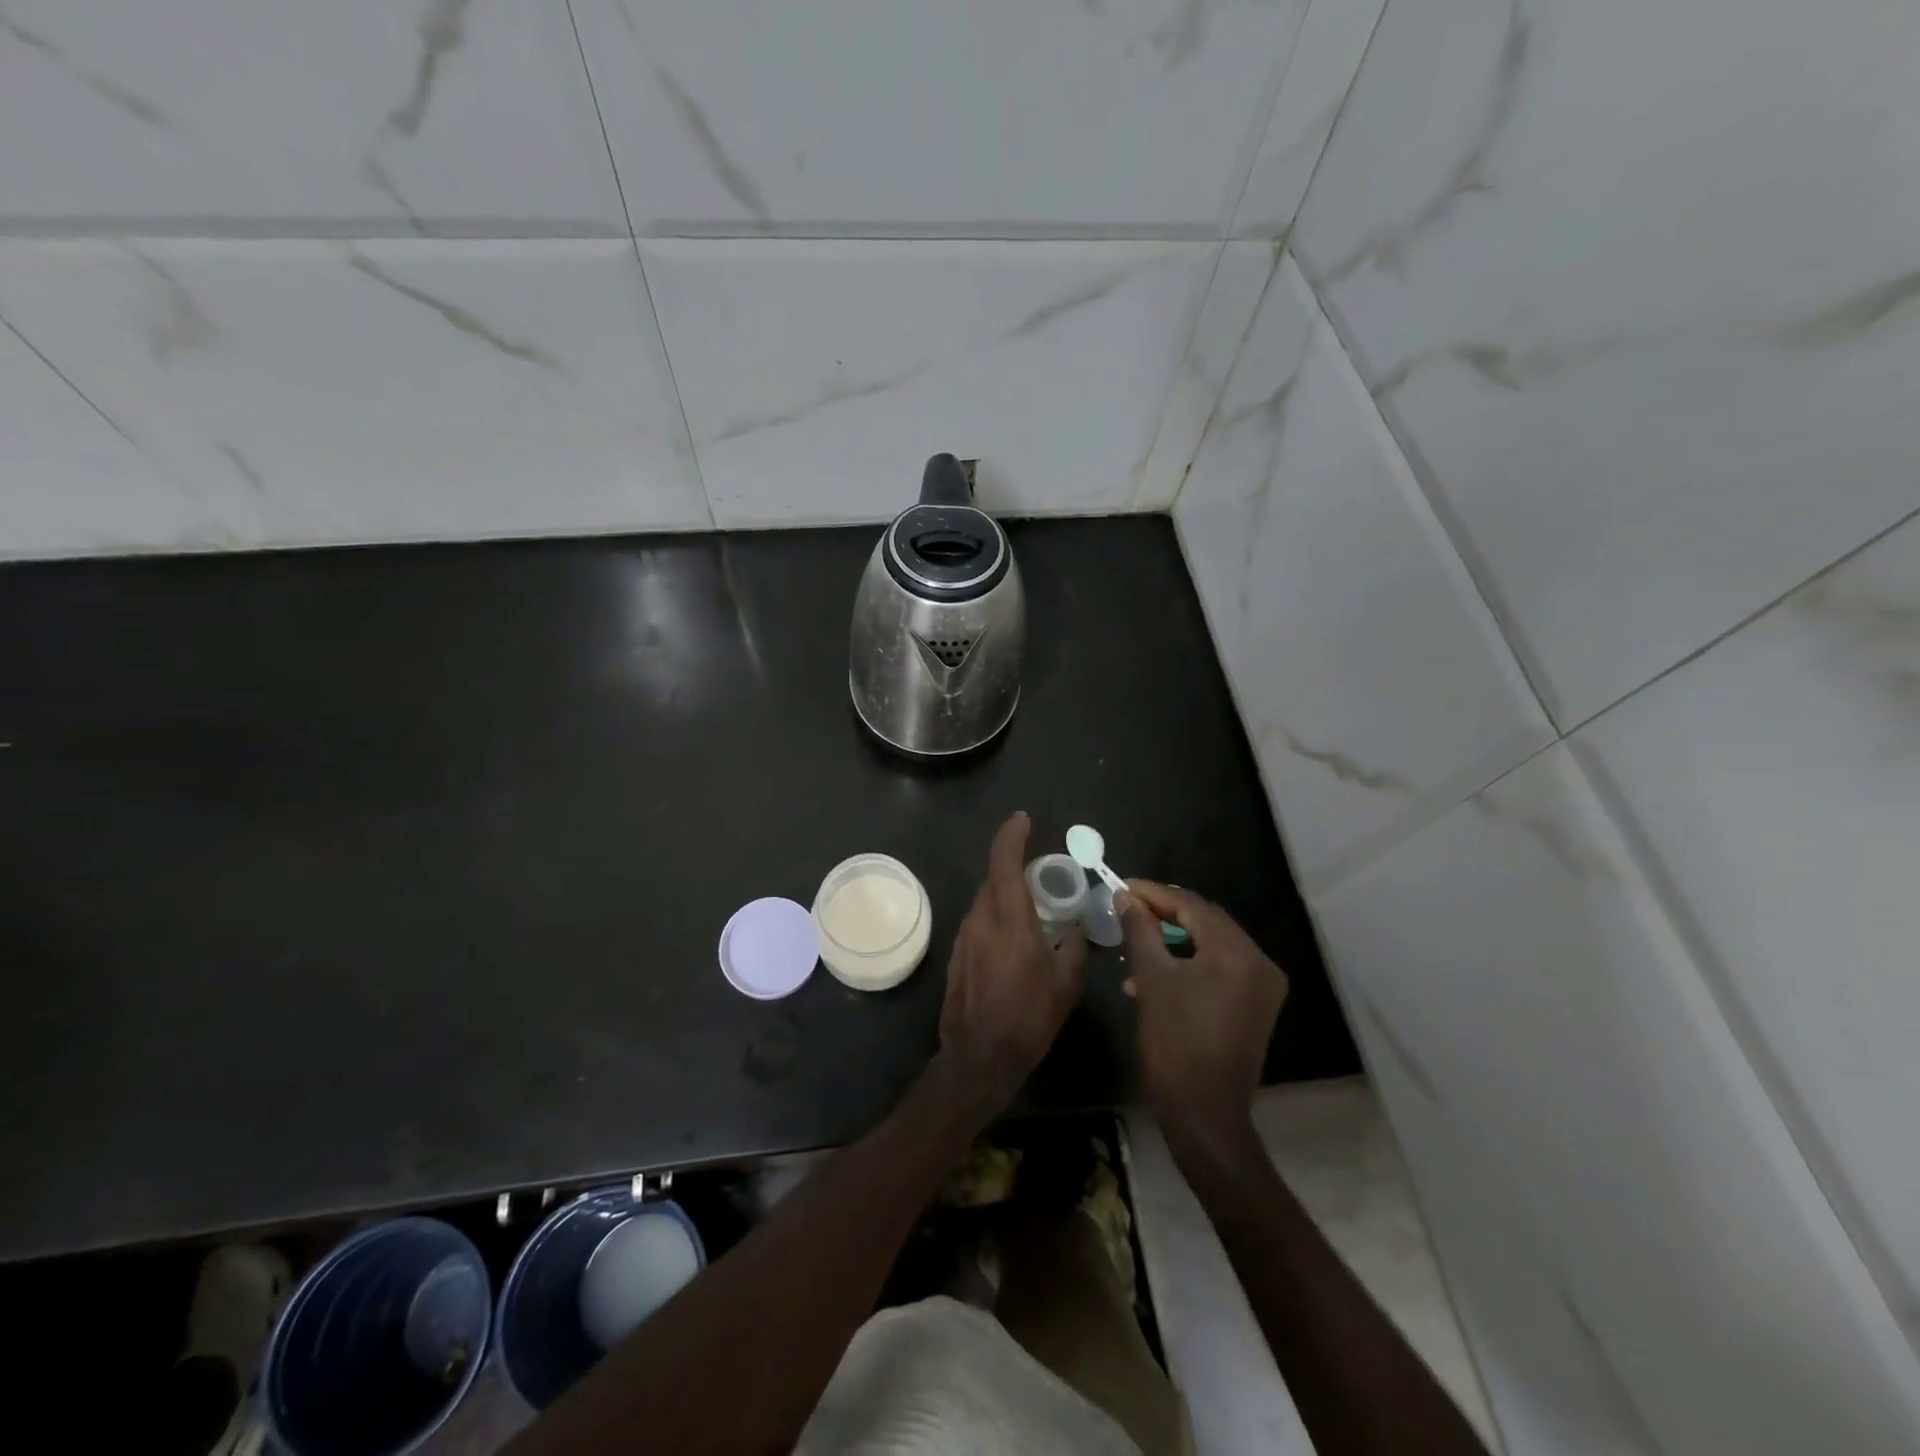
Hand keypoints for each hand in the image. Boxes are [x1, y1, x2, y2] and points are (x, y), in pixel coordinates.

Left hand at [939, 811, 1087, 1110]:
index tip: (1022, 819)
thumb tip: (1076, 928)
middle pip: (994, 878)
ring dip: (1005, 895)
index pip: (1004, 861)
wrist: (979, 1056)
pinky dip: (996, 917)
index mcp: (1009, 919)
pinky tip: (1013, 939)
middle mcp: (981, 918)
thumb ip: (1074, 947)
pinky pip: (979, 922)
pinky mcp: (957, 954)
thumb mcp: (1065, 984)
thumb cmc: (1028, 1017)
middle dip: (1014, 867)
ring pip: (985, 900)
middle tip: (1041, 876)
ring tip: (1032, 909)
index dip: (1011, 835)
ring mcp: (964, 936)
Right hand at [1119, 880, 1288, 1160]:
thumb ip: (1140, 930)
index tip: (1121, 887)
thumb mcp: (1151, 980)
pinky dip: (1189, 965)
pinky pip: (1220, 970)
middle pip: (1206, 922)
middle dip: (1164, 914)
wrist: (1204, 1115)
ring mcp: (1262, 988)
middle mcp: (1259, 963)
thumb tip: (1126, 897)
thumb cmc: (1174, 1043)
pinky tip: (1155, 977)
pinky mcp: (1255, 1008)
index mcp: (1237, 952)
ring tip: (1135, 946)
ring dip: (1174, 941)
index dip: (1153, 893)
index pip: (1192, 905)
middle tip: (1127, 910)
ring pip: (1211, 946)